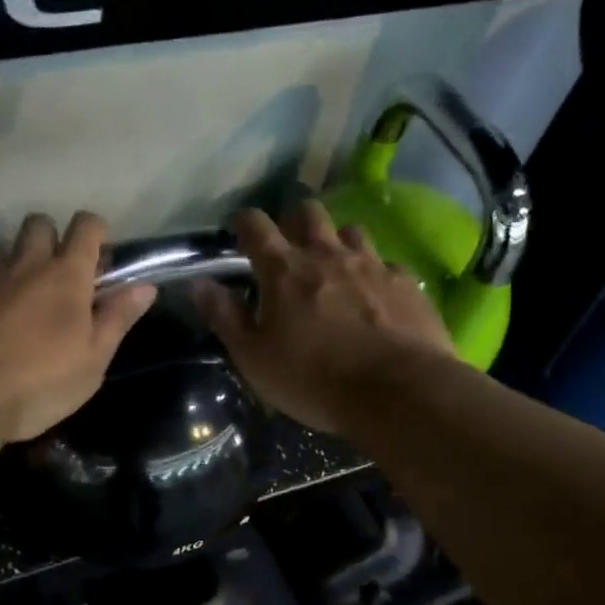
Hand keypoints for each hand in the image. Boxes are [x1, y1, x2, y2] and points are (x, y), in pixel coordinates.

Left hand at [0, 211, 156, 443]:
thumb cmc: (35, 385)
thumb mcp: (91, 362)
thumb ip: (117, 319)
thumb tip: (145, 286)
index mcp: (64, 276)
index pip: (86, 226)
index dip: (94, 233)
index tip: (95, 257)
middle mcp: (21, 263)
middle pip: (38, 223)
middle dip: (48, 238)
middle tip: (50, 277)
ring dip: (7, 263)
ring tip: (7, 299)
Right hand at [193, 201, 458, 434]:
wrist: (398, 392)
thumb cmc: (314, 378)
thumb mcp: (254, 357)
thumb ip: (224, 316)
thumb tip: (198, 282)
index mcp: (284, 270)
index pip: (255, 225)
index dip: (243, 221)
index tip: (237, 229)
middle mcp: (327, 255)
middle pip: (309, 212)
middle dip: (294, 220)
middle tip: (289, 244)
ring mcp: (372, 265)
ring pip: (351, 231)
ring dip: (337, 241)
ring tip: (334, 266)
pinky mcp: (406, 284)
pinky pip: (387, 264)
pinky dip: (375, 272)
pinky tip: (375, 295)